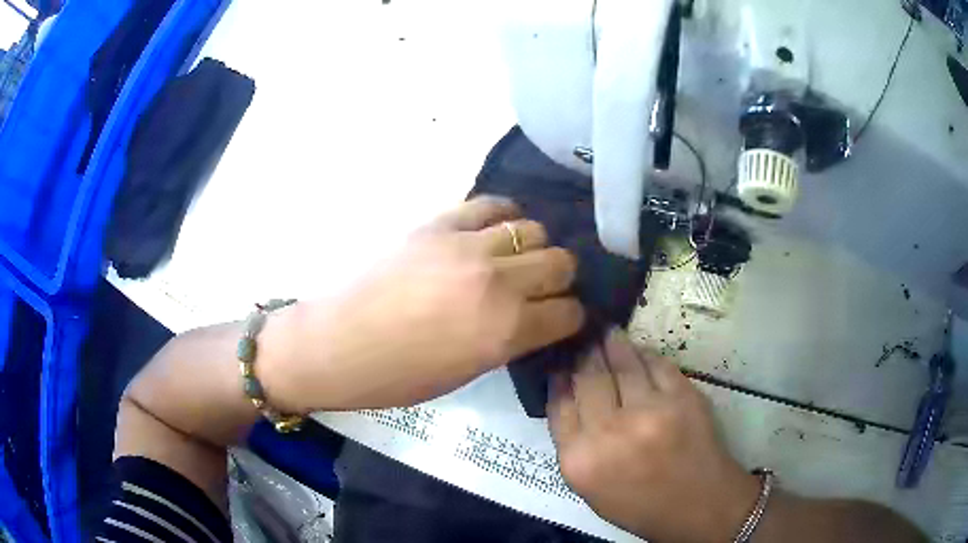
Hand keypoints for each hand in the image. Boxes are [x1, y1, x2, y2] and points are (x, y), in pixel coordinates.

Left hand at [263, 196, 584, 411]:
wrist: (335, 343)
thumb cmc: (397, 376)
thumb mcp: (466, 373)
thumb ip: (507, 341)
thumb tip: (531, 319)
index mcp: (505, 331)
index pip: (568, 312)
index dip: (570, 317)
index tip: (561, 318)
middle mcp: (497, 282)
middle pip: (561, 263)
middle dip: (559, 279)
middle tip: (542, 288)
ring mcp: (467, 245)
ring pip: (532, 229)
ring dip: (534, 246)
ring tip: (516, 258)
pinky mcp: (438, 223)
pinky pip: (490, 204)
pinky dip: (502, 216)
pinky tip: (495, 230)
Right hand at [548, 330, 759, 542]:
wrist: (698, 505)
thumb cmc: (640, 505)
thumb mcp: (590, 488)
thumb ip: (574, 444)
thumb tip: (568, 396)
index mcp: (580, 460)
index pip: (559, 405)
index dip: (559, 378)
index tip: (560, 363)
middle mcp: (610, 432)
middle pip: (588, 378)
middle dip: (583, 354)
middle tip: (583, 339)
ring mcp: (649, 410)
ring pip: (622, 363)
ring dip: (612, 343)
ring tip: (607, 332)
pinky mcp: (681, 397)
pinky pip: (656, 364)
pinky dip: (643, 353)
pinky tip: (638, 350)